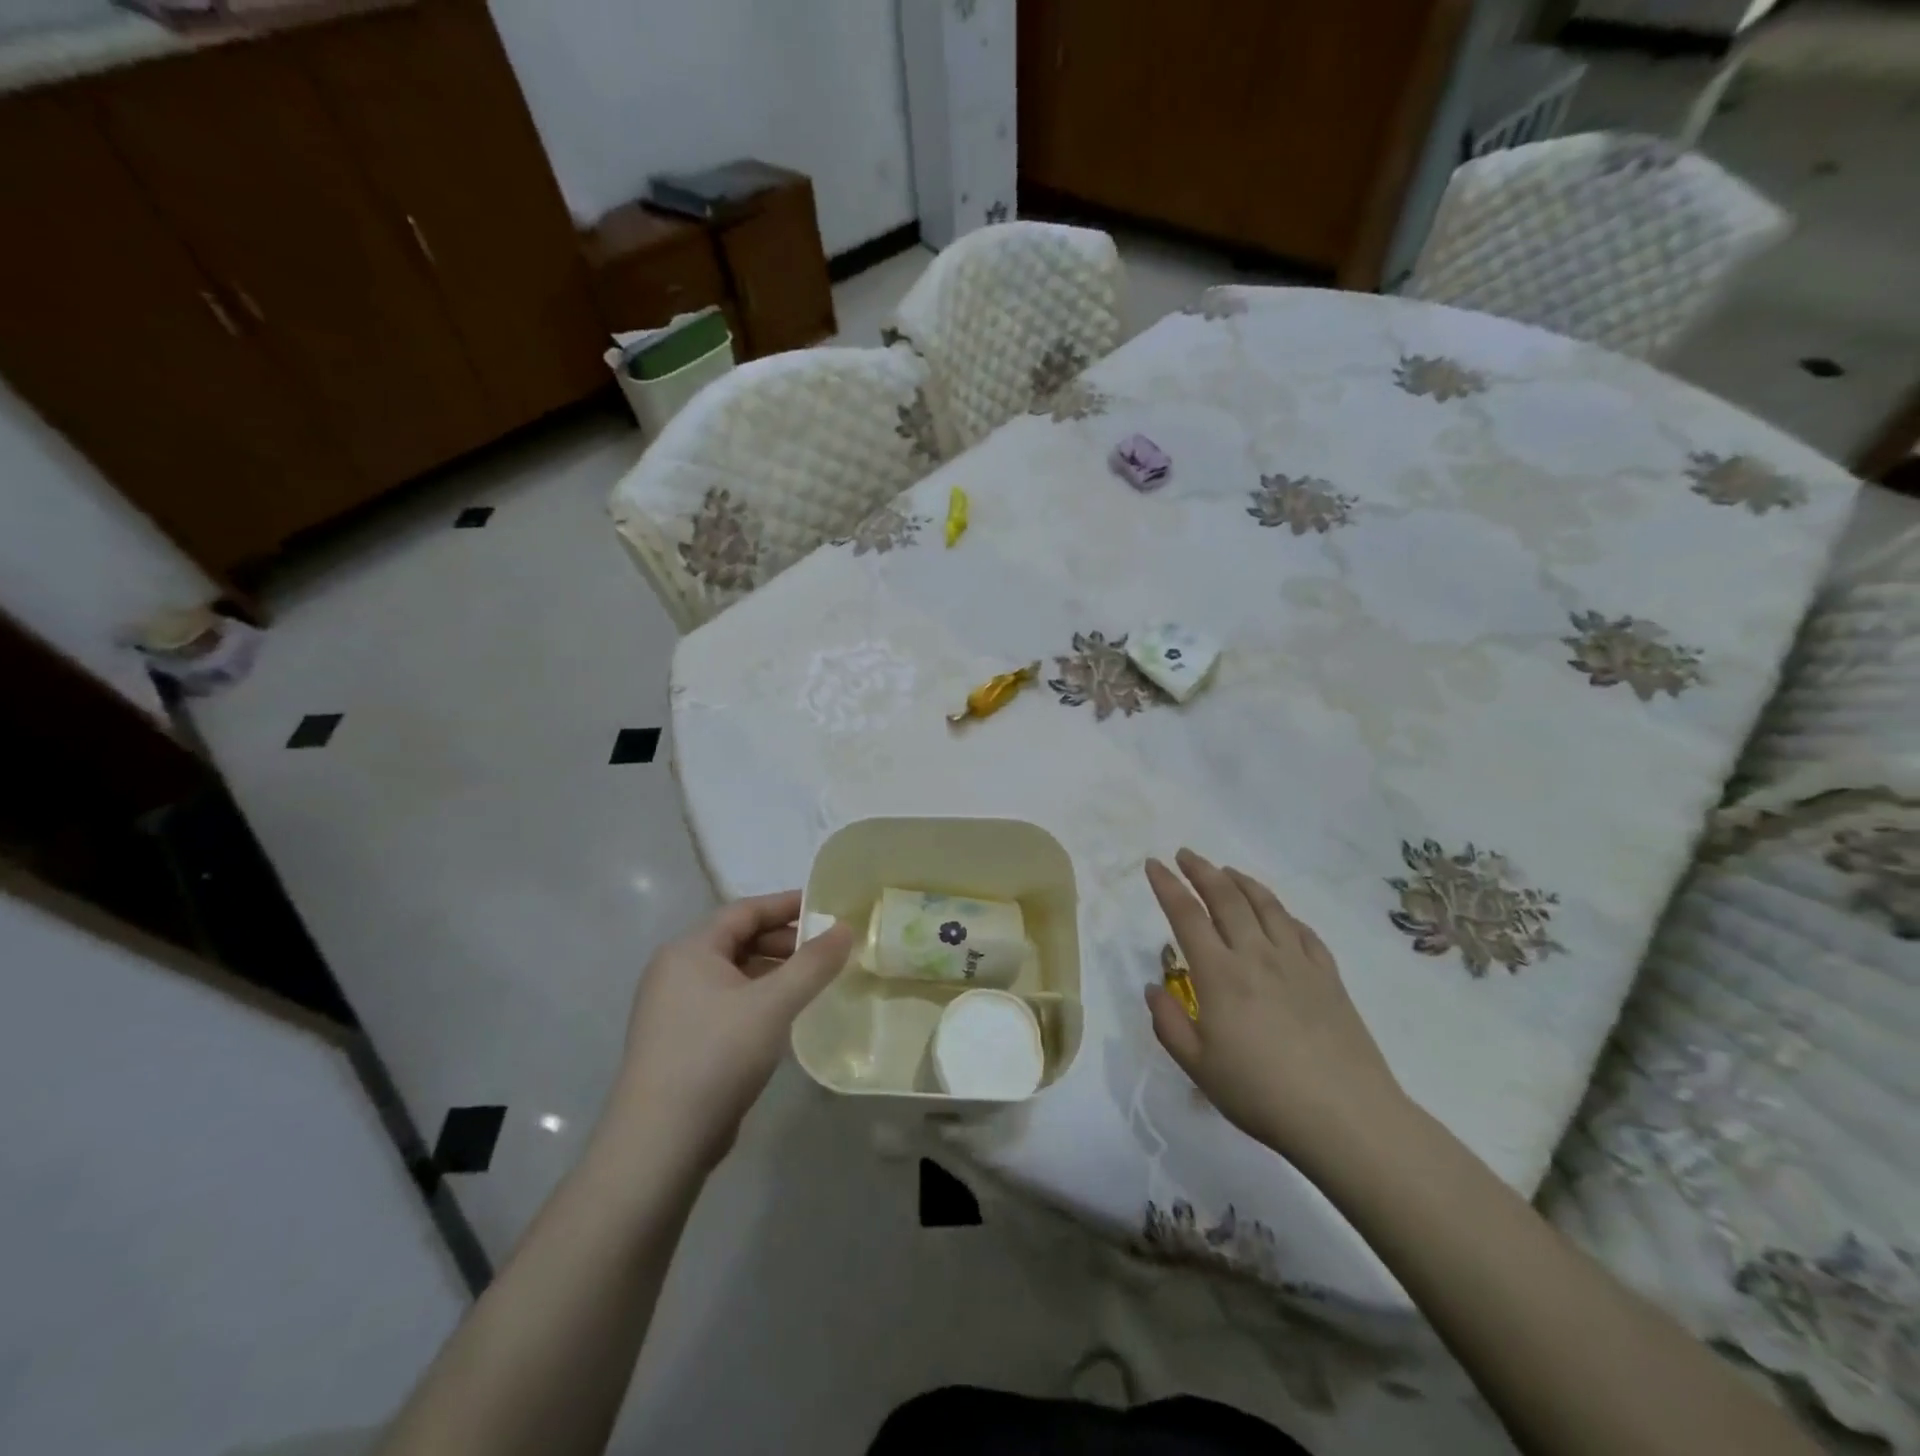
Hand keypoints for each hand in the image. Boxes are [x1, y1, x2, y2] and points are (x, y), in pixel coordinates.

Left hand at [612, 891, 853, 1165]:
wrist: (659, 1143)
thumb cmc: (716, 1056)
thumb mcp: (773, 1004)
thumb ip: (813, 964)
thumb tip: (845, 928)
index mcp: (689, 950)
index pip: (744, 910)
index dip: (786, 905)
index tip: (826, 908)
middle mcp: (675, 971)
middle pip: (738, 940)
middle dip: (783, 942)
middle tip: (826, 951)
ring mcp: (673, 1008)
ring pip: (733, 974)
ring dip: (773, 972)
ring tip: (812, 983)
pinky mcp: (679, 1041)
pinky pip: (726, 1002)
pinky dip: (757, 999)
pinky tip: (783, 1017)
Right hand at [1144, 850, 1405, 1173]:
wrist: (1346, 1117)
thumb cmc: (1261, 1094)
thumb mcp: (1198, 1067)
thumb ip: (1168, 1022)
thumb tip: (1153, 986)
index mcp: (1219, 974)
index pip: (1186, 915)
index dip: (1167, 885)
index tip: (1153, 864)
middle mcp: (1256, 955)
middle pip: (1226, 897)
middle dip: (1201, 870)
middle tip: (1186, 855)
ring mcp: (1297, 962)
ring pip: (1266, 905)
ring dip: (1241, 881)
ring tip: (1226, 871)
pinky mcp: (1328, 976)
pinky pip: (1302, 930)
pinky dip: (1283, 912)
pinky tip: (1277, 913)